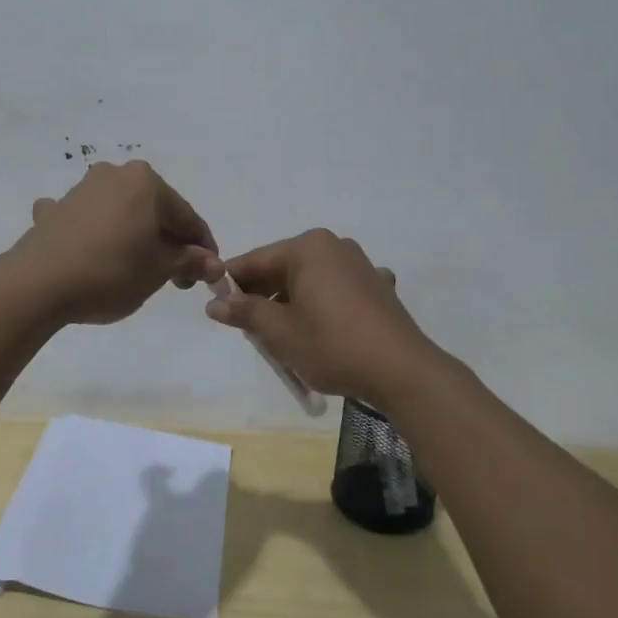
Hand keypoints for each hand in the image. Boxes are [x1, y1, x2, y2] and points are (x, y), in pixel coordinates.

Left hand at [7, 161, 222, 324]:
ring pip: (120, 213)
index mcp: (146, 182)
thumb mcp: (159, 271)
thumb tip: (214, 264)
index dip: (202, 248)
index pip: (187, 217)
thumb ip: (190, 261)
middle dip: (168, 242)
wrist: (37, 284)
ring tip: (135, 269)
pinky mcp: (55, 210)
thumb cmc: (111, 272)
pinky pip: (84, 219)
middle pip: (154, 211)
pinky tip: (87, 247)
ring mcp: (81, 190)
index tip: (208, 275)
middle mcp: (115, 175)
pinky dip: (92, 232)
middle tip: (174, 278)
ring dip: (133, 236)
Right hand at [204, 229, 437, 401]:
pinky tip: (326, 330)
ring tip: (286, 339)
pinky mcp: (378, 286)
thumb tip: (215, 304)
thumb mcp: (280, 333)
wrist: (402, 371)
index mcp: (307, 248)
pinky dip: (323, 306)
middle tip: (252, 332)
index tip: (217, 308)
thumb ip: (245, 313)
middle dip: (264, 297)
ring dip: (292, 304)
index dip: (232, 285)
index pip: (255, 261)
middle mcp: (334, 246)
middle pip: (283, 268)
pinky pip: (337, 290)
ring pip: (310, 280)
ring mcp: (360, 264)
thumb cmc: (333, 346)